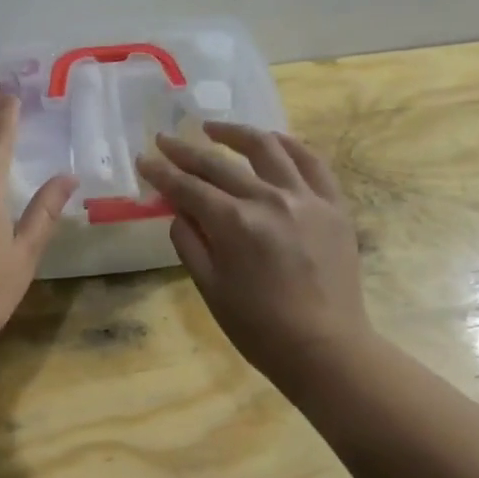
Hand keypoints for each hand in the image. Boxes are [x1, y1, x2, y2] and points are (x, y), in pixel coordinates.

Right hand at [137, 122, 371, 388]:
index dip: (162, 172)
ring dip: (236, 134)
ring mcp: (306, 198)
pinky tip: (273, 140)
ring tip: (214, 130)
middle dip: (187, 151)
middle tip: (166, 140)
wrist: (325, 347)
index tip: (144, 159)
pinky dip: (290, 145)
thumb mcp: (210, 288)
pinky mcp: (333, 205)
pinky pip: (312, 162)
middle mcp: (269, 199)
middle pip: (220, 164)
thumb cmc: (259, 327)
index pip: (188, 187)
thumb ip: (189, 242)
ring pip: (268, 148)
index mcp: (235, 223)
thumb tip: (178, 210)